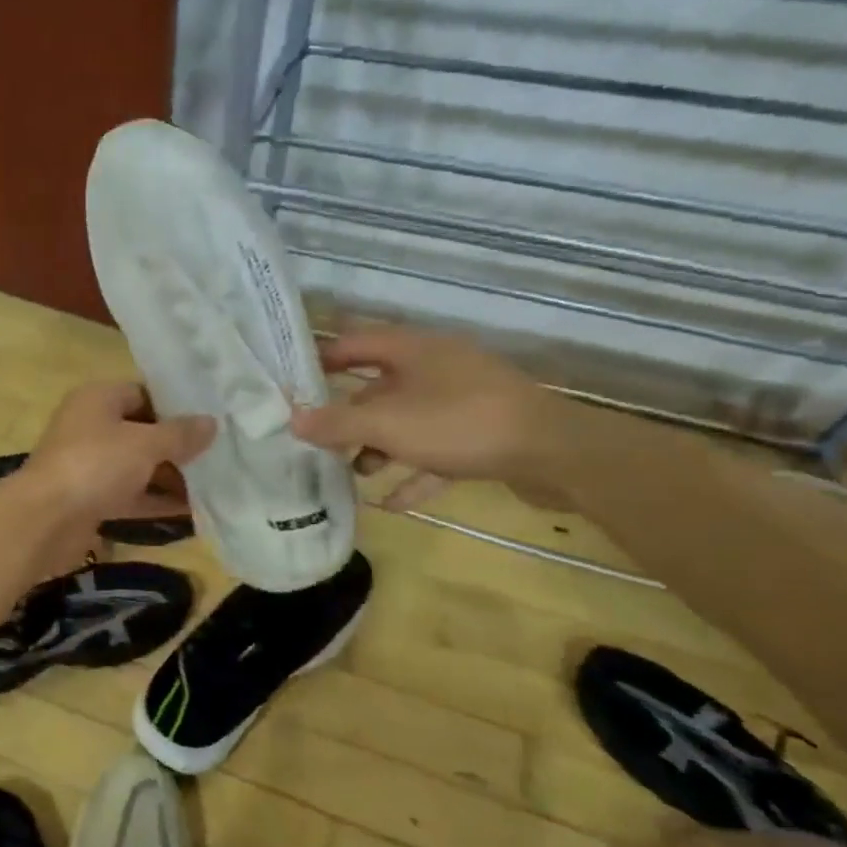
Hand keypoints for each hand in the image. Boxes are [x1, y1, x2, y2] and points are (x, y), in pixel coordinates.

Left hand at [18, 381, 214, 529]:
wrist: (44, 520)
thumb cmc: (95, 465)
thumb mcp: (145, 444)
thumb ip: (180, 434)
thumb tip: (211, 423)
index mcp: (97, 399)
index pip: (143, 393)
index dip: (176, 406)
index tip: (211, 420)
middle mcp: (90, 427)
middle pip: (141, 432)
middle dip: (177, 446)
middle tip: (220, 456)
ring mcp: (88, 466)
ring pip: (136, 466)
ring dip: (170, 477)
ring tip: (215, 485)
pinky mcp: (89, 500)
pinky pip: (129, 496)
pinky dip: (155, 502)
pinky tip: (192, 512)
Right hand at [288, 325, 560, 511]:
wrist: (554, 453)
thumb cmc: (459, 423)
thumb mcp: (387, 424)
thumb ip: (337, 423)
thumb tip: (292, 420)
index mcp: (414, 350)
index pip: (356, 343)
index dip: (322, 358)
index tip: (293, 381)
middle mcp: (438, 368)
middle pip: (380, 387)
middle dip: (349, 415)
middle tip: (319, 439)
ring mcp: (464, 401)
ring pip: (408, 421)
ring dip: (380, 446)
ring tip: (355, 473)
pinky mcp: (484, 434)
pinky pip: (437, 451)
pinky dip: (415, 472)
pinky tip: (394, 503)